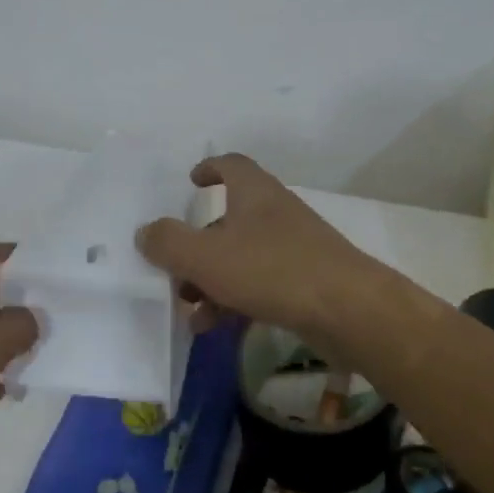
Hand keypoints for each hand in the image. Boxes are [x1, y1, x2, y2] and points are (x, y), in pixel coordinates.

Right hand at [135, 153, 391, 348]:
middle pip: (229, 219)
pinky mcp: (305, 281)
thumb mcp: (206, 257)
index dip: (210, 168)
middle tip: (175, 271)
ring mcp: (293, 247)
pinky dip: (235, 300)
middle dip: (198, 245)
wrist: (348, 310)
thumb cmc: (272, 270)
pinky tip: (216, 328)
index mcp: (254, 193)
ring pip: (241, 257)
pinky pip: (260, 284)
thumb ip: (169, 243)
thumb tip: (145, 231)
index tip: (191, 181)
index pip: (232, 164)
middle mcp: (274, 213)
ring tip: (190, 311)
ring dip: (211, 280)